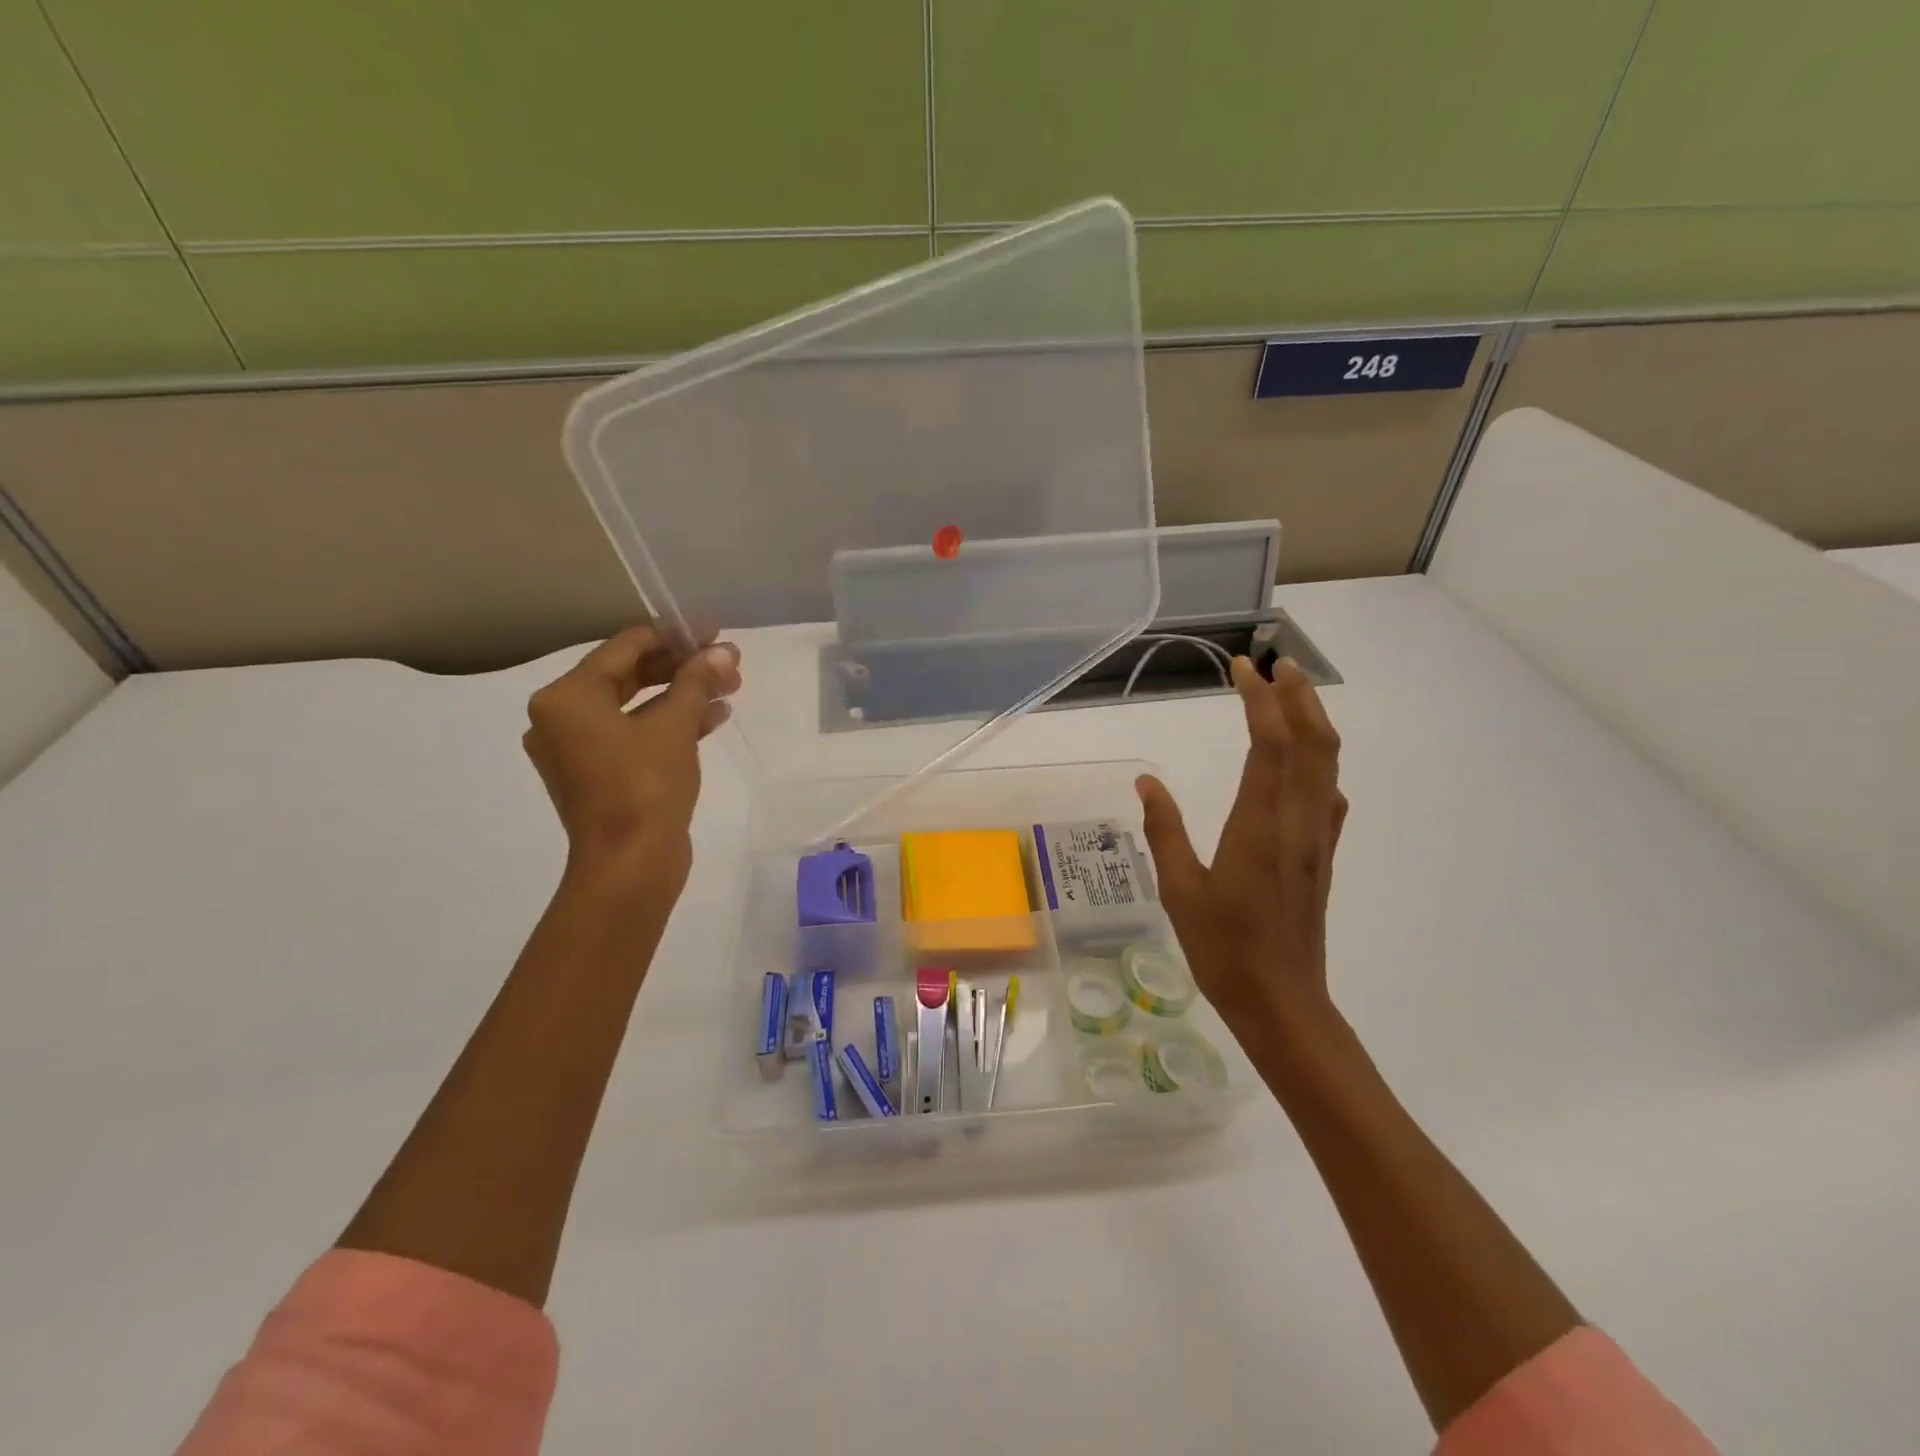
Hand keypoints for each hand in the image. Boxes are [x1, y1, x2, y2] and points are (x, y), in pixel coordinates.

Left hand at [522, 625, 741, 892]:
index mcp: (566, 697)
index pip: (625, 648)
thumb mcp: (675, 726)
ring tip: (729, 687)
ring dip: (683, 695)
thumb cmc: (645, 786)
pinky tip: (714, 717)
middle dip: (682, 667)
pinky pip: (636, 734)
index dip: (673, 635)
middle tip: (726, 660)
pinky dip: (671, 724)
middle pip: (629, 675)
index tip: (713, 629)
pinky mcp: (599, 774)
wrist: (630, 865)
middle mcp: (562, 717)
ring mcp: (579, 749)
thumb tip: (723, 652)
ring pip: (636, 707)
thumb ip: (697, 681)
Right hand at [1136, 656, 1347, 1046]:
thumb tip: (1146, 780)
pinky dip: (1320, 761)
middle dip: (1298, 696)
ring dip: (1314, 721)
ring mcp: (1316, 838)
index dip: (1259, 699)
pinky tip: (1304, 763)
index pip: (1270, 743)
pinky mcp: (1323, 856)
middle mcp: (1297, 821)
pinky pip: (1328, 794)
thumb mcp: (1180, 889)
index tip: (1242, 667)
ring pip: (1328, 764)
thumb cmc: (1223, 948)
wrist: (1283, 1003)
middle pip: (1313, 742)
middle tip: (1275, 663)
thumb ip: (1164, 829)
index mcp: (1259, 825)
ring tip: (1291, 694)